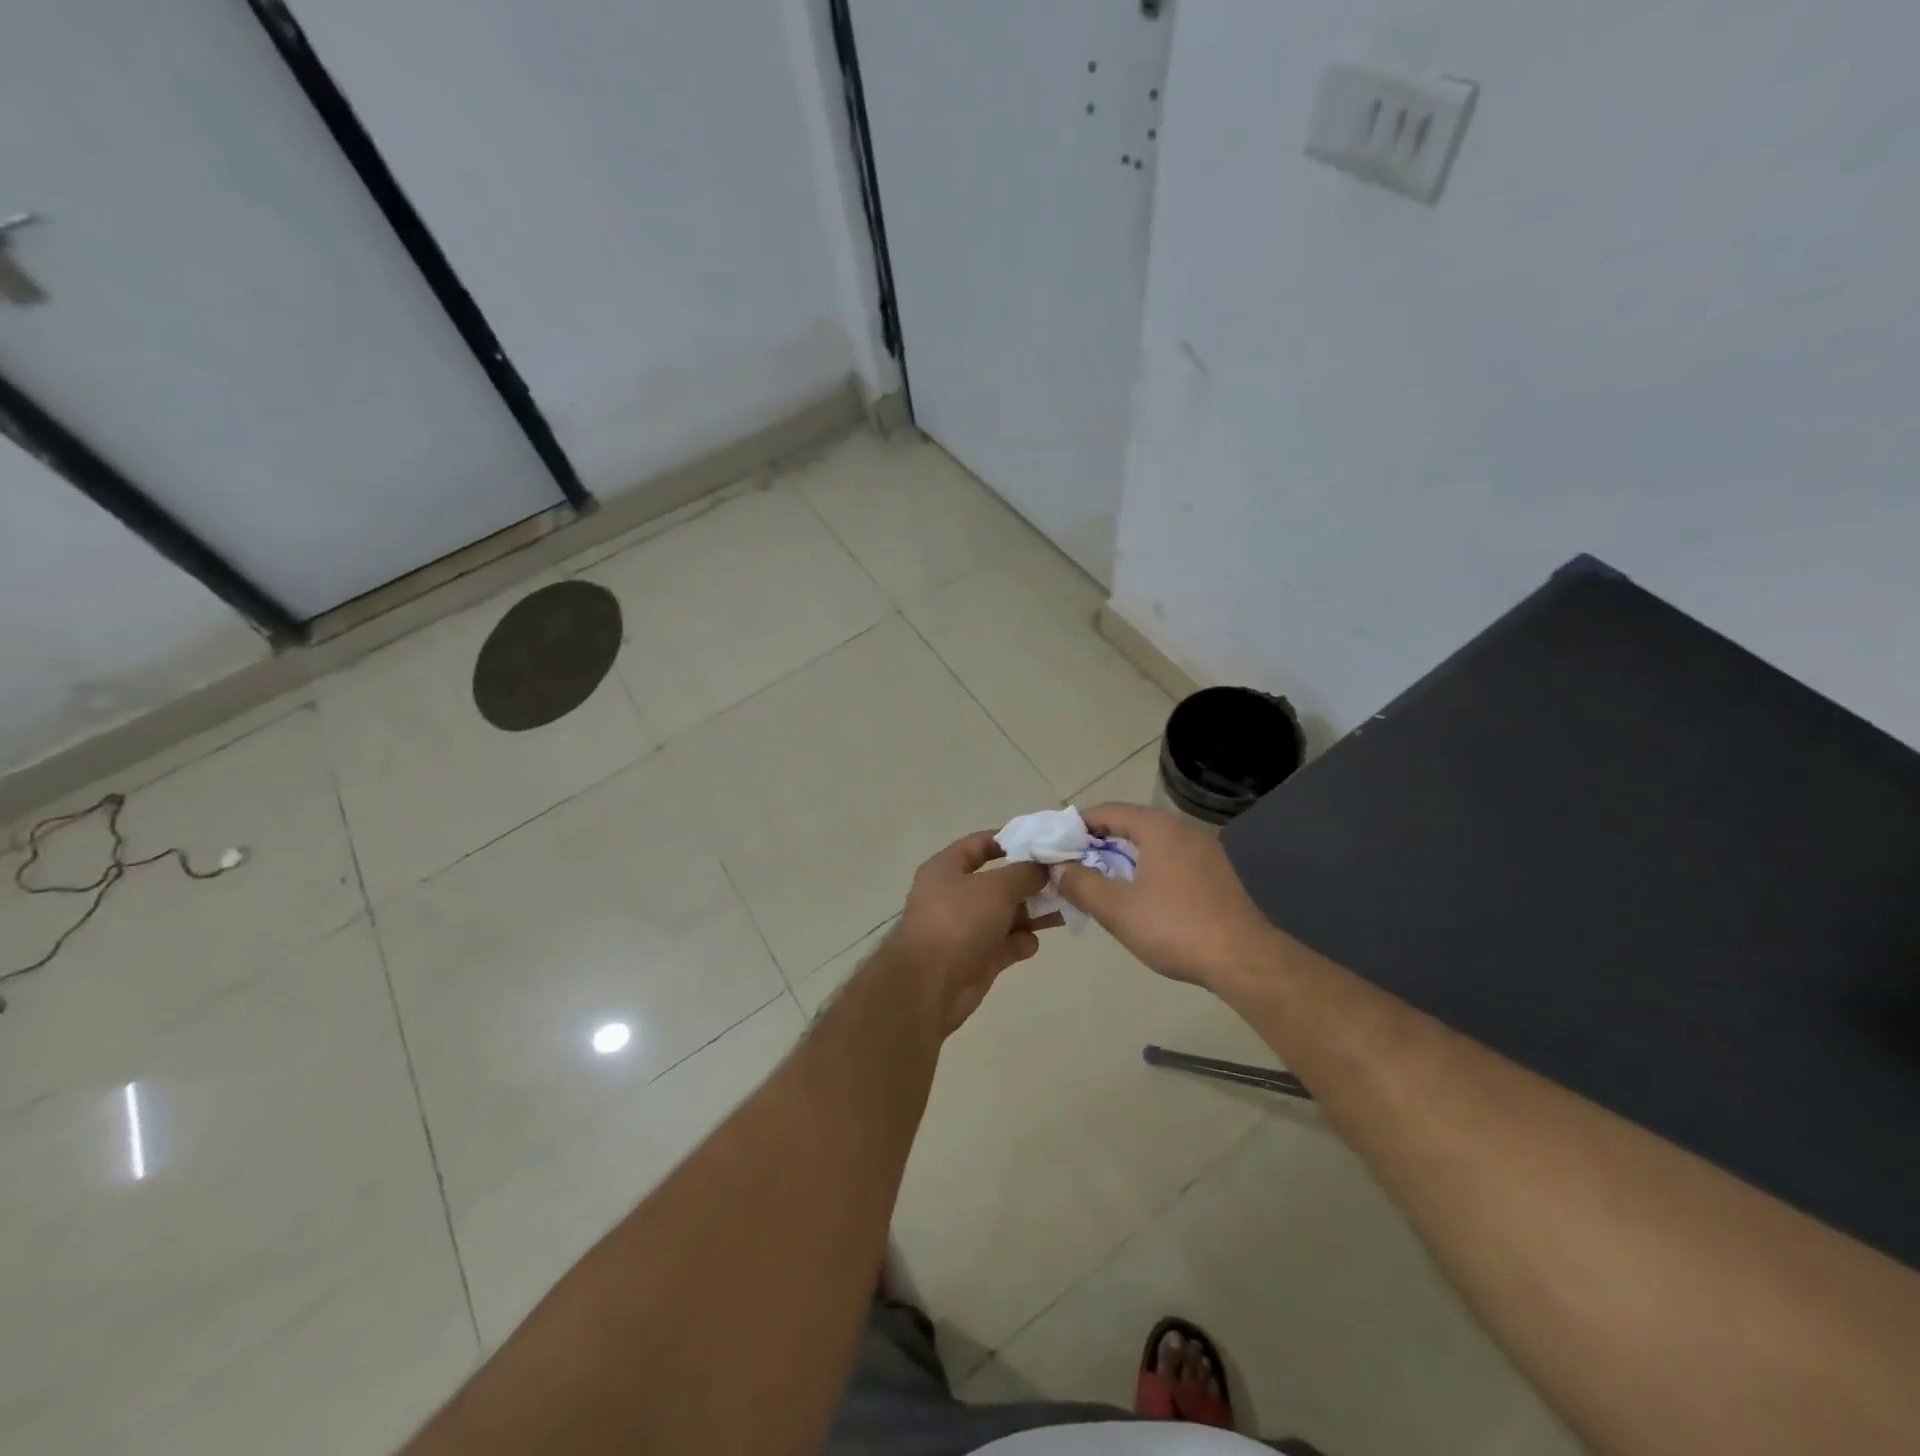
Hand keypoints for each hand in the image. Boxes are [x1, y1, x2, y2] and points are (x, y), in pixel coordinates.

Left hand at [883, 832, 1060, 1033]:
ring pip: (1007, 914)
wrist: (930, 985)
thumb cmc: (959, 922)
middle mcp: (955, 895)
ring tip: (1066, 908)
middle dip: (1031, 881)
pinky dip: (1021, 942)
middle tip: (1065, 878)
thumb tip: (1044, 868)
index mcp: (947, 868)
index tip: (1043, 841)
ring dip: (1034, 912)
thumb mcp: (996, 887)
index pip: (980, 844)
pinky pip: (1006, 944)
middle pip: (999, 881)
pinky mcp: (978, 958)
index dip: (1010, 839)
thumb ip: (1025, 873)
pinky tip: (1031, 943)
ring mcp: (966, 928)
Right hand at [1054, 803, 1278, 993]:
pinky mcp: (1215, 874)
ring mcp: (1204, 851)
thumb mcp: (1117, 909)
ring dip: (1122, 859)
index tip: (1055, 846)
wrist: (1244, 961)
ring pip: (1151, 845)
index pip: (1108, 811)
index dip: (1077, 826)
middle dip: (1097, 844)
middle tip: (1071, 867)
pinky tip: (1137, 897)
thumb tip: (1058, 869)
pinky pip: (1170, 860)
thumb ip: (1081, 884)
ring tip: (1098, 883)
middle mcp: (1183, 830)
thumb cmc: (1175, 928)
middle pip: (1130, 825)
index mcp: (1159, 828)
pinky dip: (1146, 870)